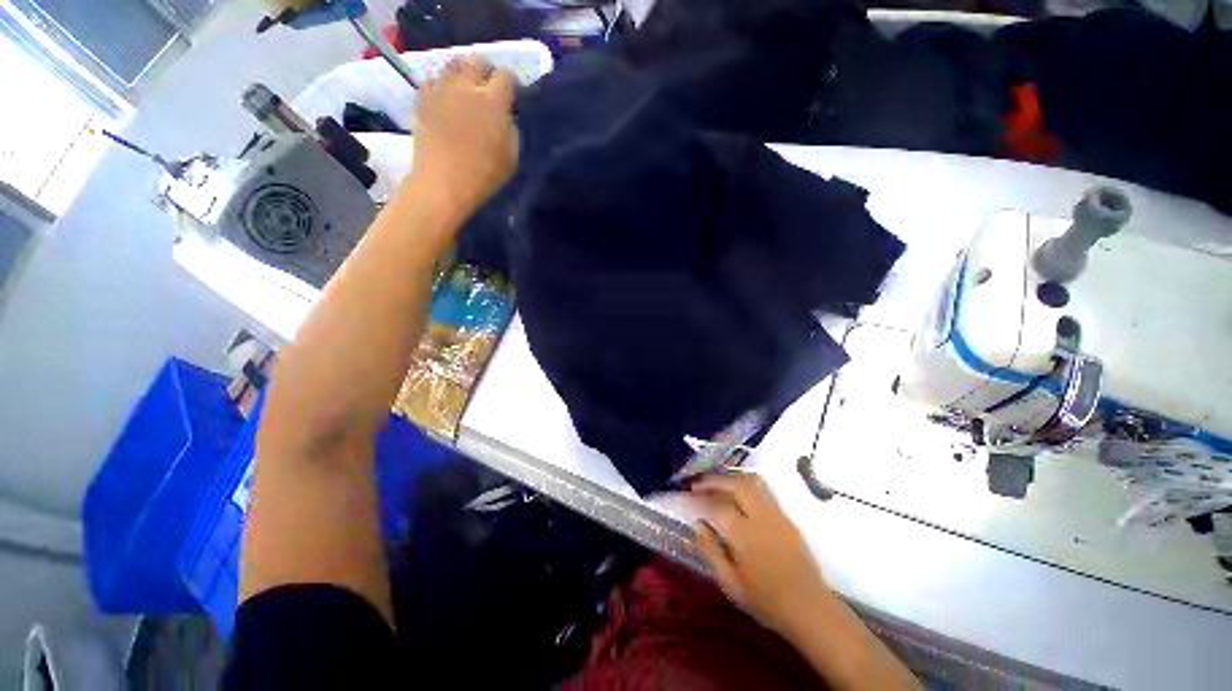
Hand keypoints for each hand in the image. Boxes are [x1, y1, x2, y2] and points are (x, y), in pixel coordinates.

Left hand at [410, 56, 518, 222]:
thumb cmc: (484, 175)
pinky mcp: (422, 99)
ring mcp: (441, 90)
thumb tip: (506, 115)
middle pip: (478, 60)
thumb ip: (511, 128)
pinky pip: (432, 82)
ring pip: (453, 65)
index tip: (512, 97)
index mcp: (493, 101)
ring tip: (465, 91)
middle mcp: (467, 86)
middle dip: (486, 71)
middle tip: (488, 89)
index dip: (511, 83)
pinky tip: (444, 101)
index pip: (506, 75)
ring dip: (462, 74)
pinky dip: (440, 87)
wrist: (443, 184)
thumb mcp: (511, 156)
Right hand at [689, 472, 831, 635]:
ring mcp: (776, 514)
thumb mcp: (730, 583)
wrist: (810, 609)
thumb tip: (697, 523)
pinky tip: (736, 493)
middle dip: (713, 479)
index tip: (682, 496)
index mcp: (744, 535)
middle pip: (735, 484)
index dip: (695, 498)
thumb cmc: (766, 602)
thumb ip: (711, 550)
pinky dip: (744, 484)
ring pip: (751, 481)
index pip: (714, 505)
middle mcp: (760, 517)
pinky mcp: (786, 517)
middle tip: (697, 484)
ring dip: (730, 477)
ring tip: (715, 484)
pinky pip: (763, 490)